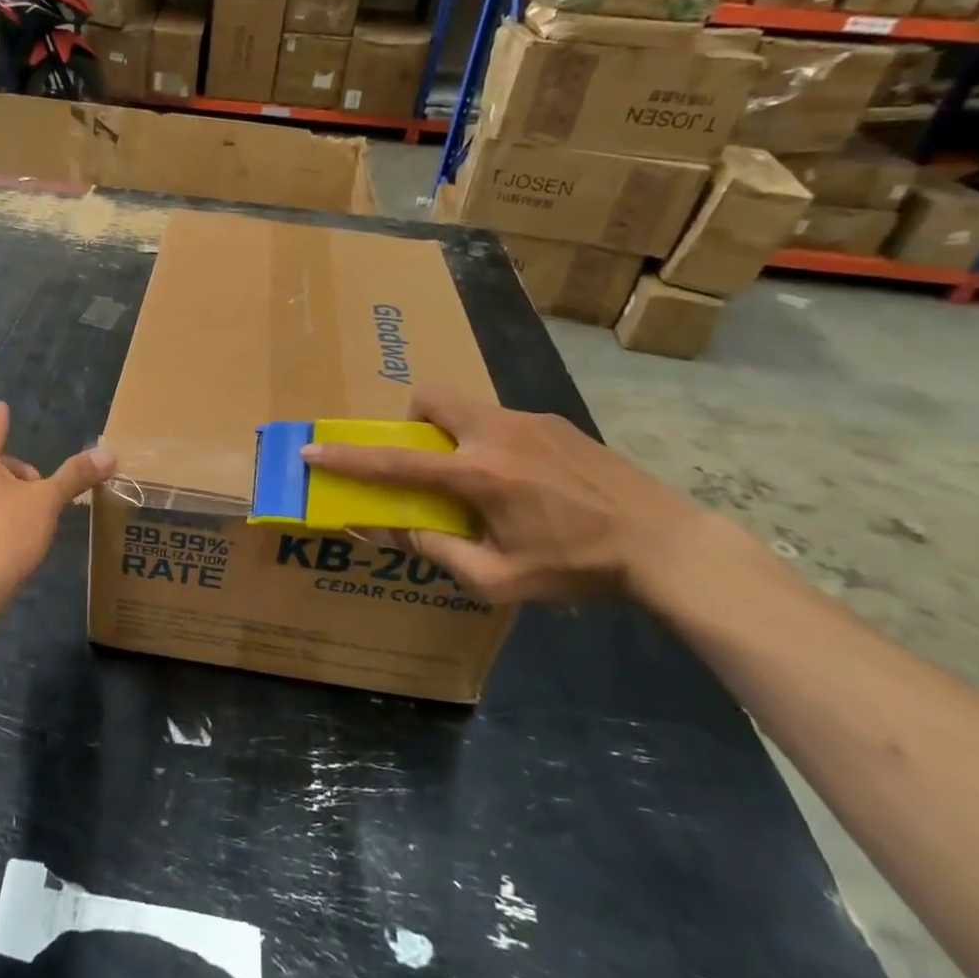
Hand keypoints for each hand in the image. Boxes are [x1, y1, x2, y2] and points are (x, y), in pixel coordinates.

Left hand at [0, 402, 114, 607]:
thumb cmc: (6, 535)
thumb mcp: (47, 502)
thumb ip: (75, 475)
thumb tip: (109, 453)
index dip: (2, 418)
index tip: (2, 406)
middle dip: (21, 475)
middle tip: (42, 498)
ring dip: (8, 496)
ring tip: (29, 522)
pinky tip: (9, 541)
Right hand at [300, 385, 715, 604]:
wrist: (666, 544)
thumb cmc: (577, 567)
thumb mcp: (499, 579)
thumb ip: (438, 551)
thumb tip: (393, 528)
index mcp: (479, 474)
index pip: (397, 460)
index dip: (349, 458)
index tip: (313, 450)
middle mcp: (497, 433)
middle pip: (430, 398)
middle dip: (411, 422)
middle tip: (428, 462)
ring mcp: (530, 421)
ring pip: (467, 408)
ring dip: (454, 436)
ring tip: (484, 482)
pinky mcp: (556, 422)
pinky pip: (501, 420)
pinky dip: (490, 442)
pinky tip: (527, 484)